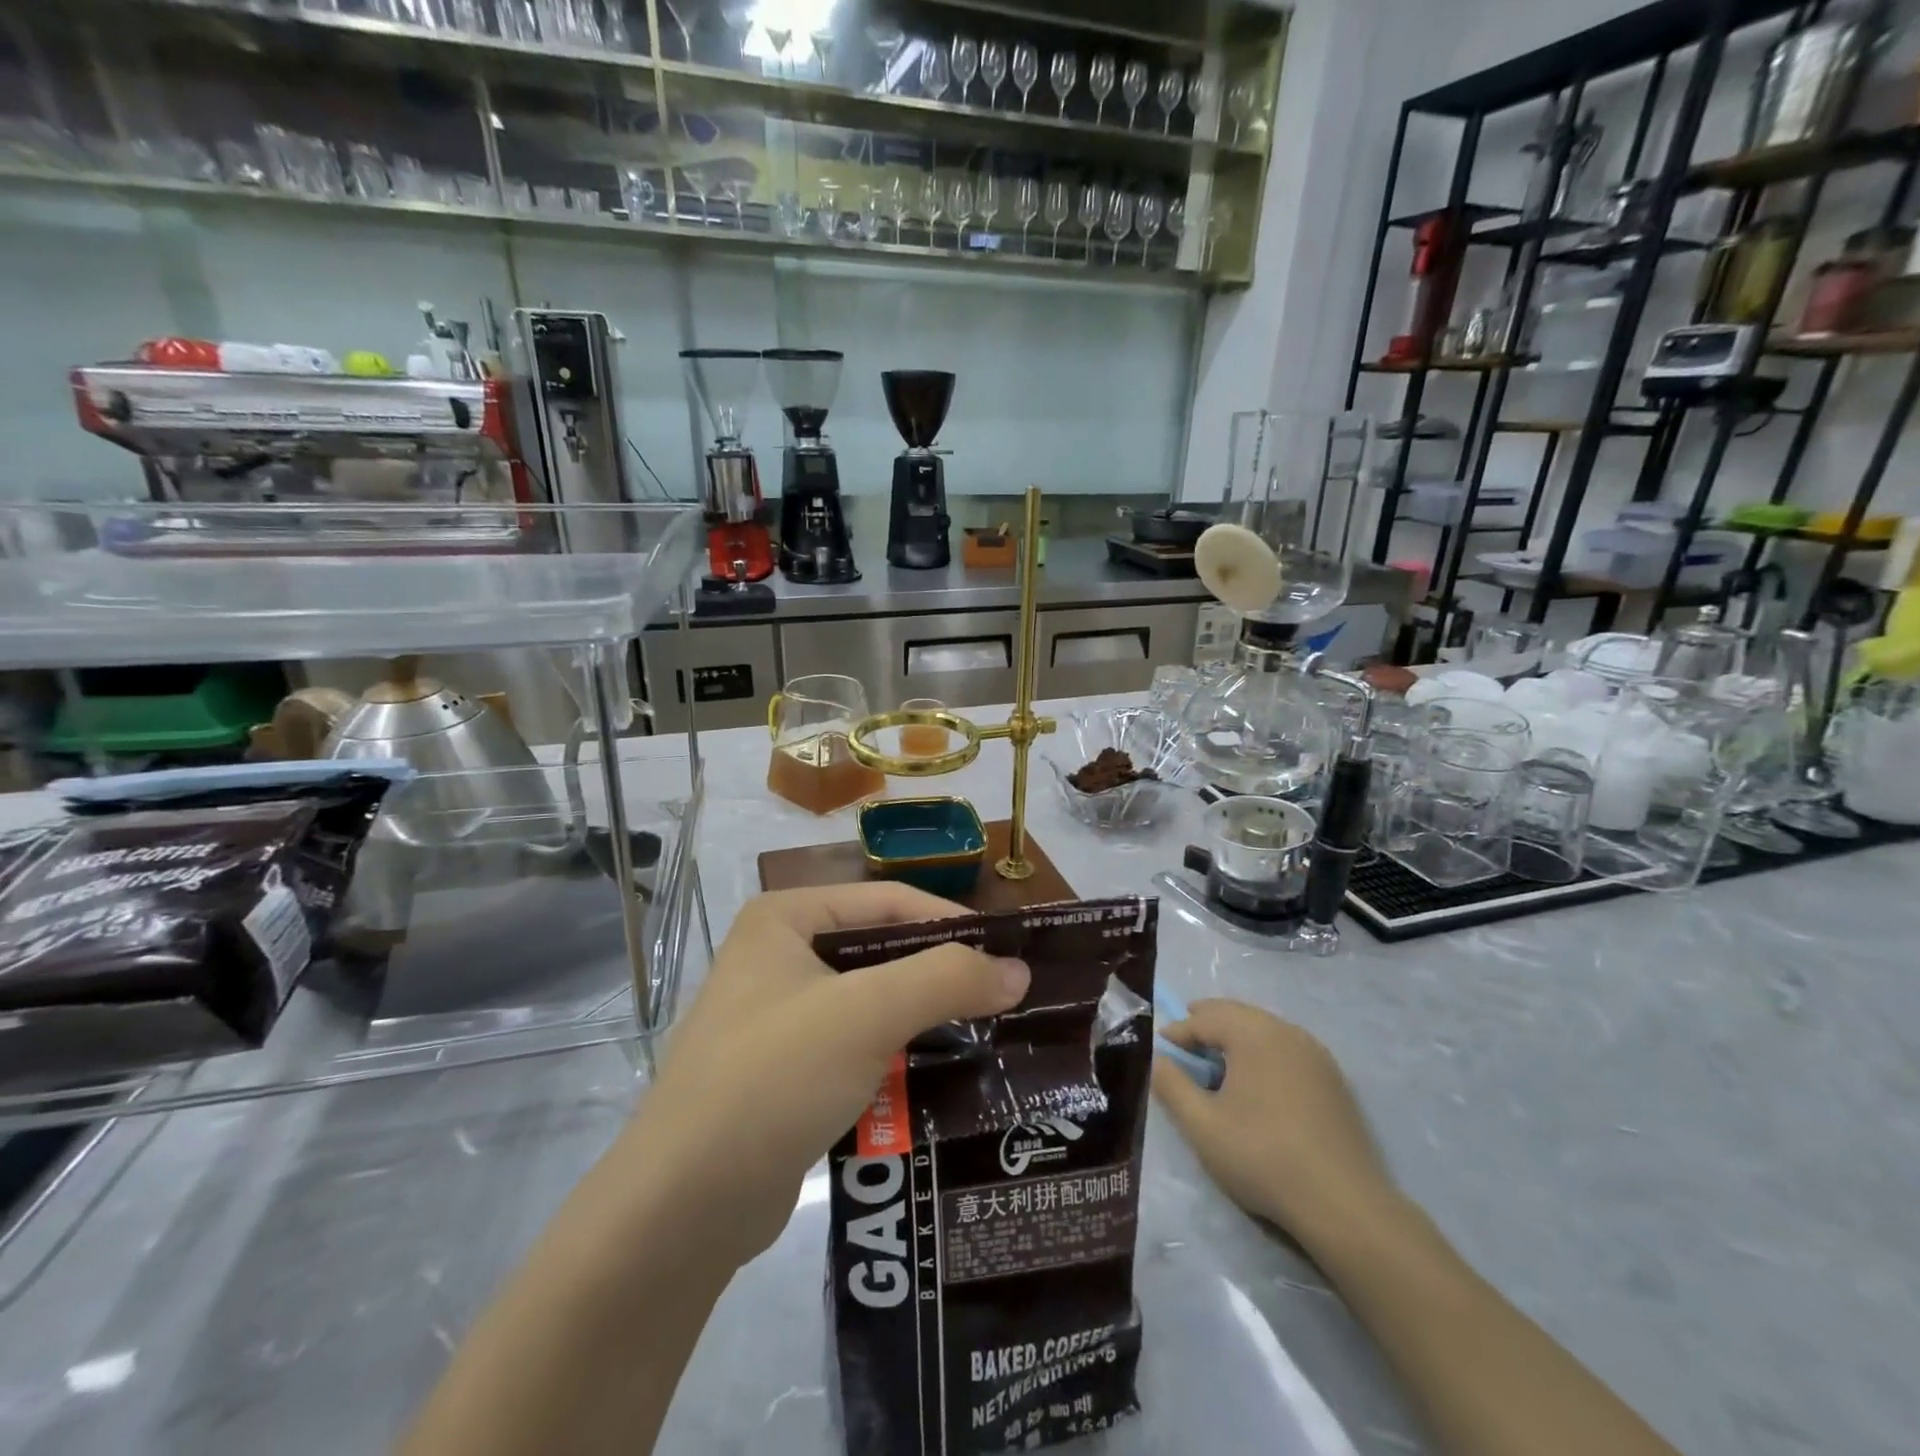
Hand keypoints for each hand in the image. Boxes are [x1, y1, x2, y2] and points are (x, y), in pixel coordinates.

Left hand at [616, 884, 1028, 1266]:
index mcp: (785, 918)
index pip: (889, 902)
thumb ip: (947, 980)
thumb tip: (1019, 970)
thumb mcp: (867, 1014)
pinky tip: (940, 1079)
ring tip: (987, 1036)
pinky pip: (857, 1047)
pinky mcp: (785, 1070)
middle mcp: (779, 955)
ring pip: (873, 1002)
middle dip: (941, 976)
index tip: (1011, 954)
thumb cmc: (774, 1078)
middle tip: (1005, 998)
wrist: (681, 1207)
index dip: (953, 923)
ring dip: (924, 1019)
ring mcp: (779, 1015)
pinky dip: (897, 1057)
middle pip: (882, 951)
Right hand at [1154, 999, 1397, 1247]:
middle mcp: (1285, 1031)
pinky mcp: (1334, 1079)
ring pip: (1264, 1029)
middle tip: (1185, 1047)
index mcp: (1253, 1033)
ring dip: (1235, 1038)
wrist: (1344, 1204)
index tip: (1161, 1053)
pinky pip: (1287, 1049)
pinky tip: (1258, 1085)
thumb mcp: (1202, 1125)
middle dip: (1206, 1025)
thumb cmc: (1263, 1157)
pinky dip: (1263, 1054)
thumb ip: (1171, 1085)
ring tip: (1217, 1065)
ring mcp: (1315, 1053)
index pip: (1204, 1018)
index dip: (1178, 1032)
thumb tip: (1157, 1059)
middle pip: (1236, 1014)